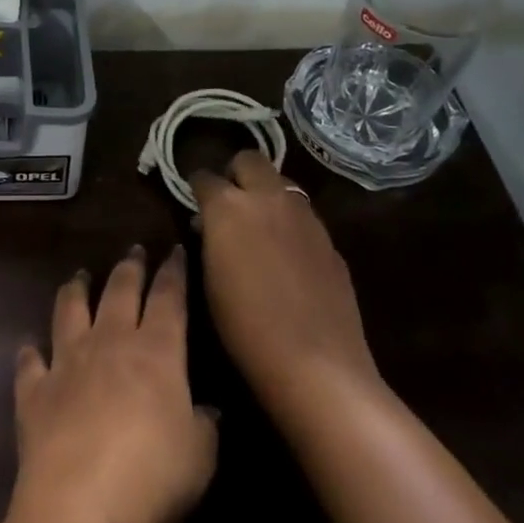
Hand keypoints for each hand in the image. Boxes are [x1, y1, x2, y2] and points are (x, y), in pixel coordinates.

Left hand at [10, 246, 217, 522]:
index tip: (175, 251)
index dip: (173, 272)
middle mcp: (109, 342)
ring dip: (75, 290)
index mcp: (156, 350)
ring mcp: (67, 361)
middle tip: (133, 250)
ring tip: (79, 276)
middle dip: (129, 267)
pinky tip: (29, 347)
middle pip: (119, 290)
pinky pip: (30, 362)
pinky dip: (30, 352)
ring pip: (70, 310)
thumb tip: (207, 409)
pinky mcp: (34, 390)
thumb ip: (204, 424)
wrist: (81, 503)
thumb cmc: (154, 476)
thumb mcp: (200, 454)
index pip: (168, 297)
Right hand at [190, 151, 379, 427]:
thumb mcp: (209, 279)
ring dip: (266, 194)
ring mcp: (305, 216)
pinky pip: (303, 215)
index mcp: (229, 207)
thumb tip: (210, 224)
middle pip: (249, 159)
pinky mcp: (329, 239)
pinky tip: (288, 256)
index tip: (194, 205)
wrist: (316, 363)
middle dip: (235, 173)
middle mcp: (268, 198)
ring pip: (281, 182)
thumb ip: (210, 238)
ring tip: (260, 227)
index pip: (204, 177)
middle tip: (229, 203)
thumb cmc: (245, 327)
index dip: (196, 189)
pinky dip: (289, 222)